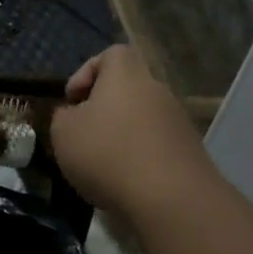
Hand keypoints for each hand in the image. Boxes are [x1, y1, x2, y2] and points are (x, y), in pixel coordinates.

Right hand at [48, 45, 213, 218]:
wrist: (171, 199)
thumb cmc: (107, 153)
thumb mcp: (63, 133)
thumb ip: (62, 116)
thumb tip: (72, 115)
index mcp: (126, 75)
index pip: (111, 55)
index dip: (87, 72)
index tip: (72, 101)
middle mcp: (156, 90)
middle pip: (127, 88)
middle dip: (103, 109)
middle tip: (83, 134)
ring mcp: (178, 121)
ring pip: (142, 118)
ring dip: (121, 134)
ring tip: (101, 164)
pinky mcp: (190, 151)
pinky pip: (156, 144)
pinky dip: (139, 157)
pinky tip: (125, 181)